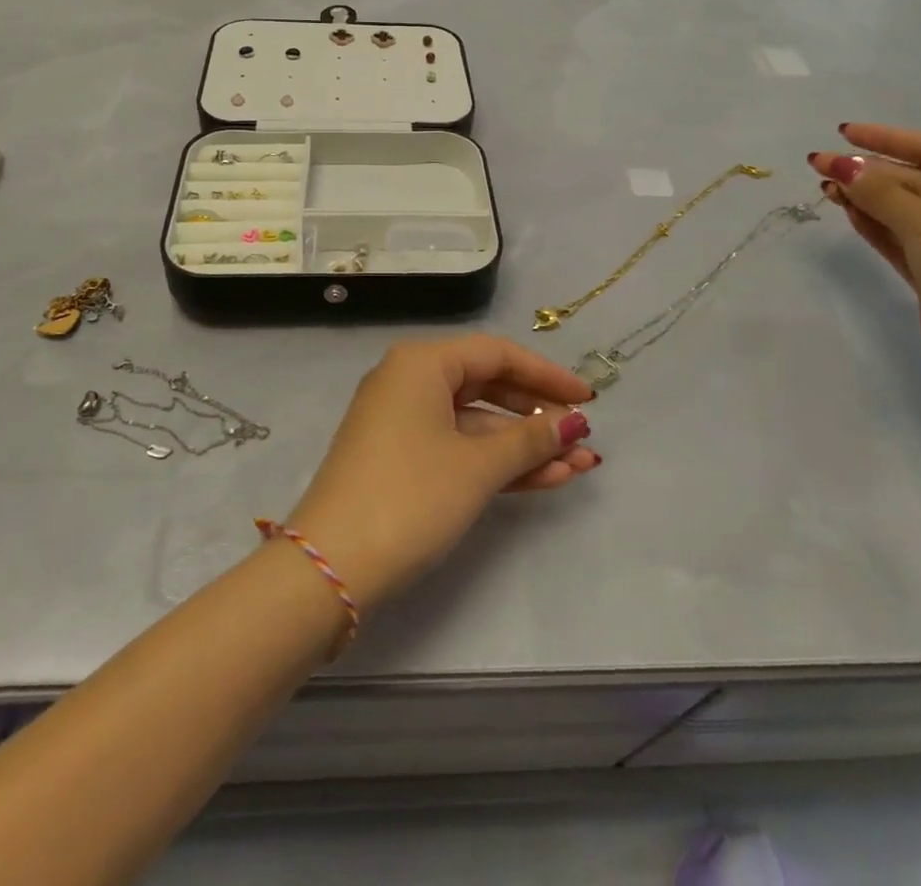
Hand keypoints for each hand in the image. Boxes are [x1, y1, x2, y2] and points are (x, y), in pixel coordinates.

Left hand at [286, 336, 598, 611]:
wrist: (331, 566)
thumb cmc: (410, 496)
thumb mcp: (478, 466)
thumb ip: (531, 440)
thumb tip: (575, 424)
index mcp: (422, 363)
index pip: (496, 354)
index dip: (547, 374)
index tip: (588, 398)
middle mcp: (410, 382)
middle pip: (488, 386)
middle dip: (539, 415)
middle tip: (585, 435)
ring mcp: (404, 423)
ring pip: (477, 424)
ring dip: (526, 446)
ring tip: (581, 466)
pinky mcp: (402, 460)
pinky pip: (460, 449)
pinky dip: (498, 463)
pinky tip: (547, 478)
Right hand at [808, 123, 920, 385]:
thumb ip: (880, 191)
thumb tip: (839, 165)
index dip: (888, 138)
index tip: (843, 132)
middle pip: (917, 179)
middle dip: (869, 172)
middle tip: (820, 164)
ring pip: (904, 209)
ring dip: (866, 197)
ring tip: (824, 186)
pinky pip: (901, 237)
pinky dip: (874, 223)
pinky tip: (845, 210)